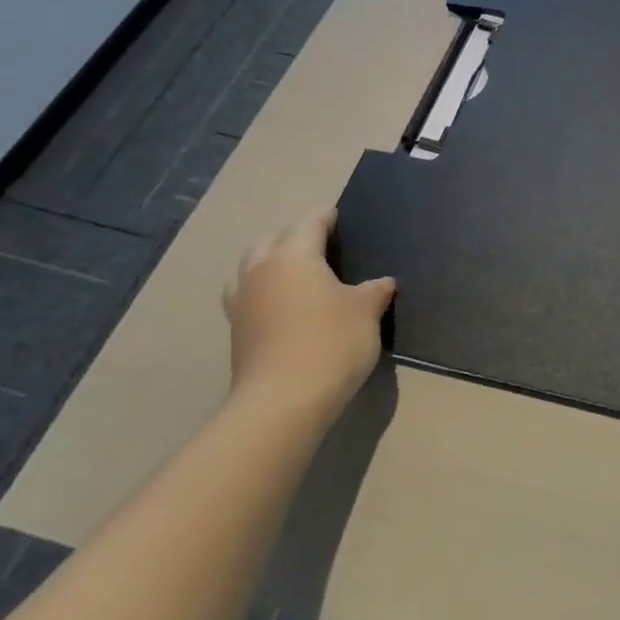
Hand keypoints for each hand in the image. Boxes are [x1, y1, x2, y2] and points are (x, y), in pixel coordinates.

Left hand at [222, 207, 393, 416]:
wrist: (283, 402)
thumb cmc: (331, 342)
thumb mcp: (367, 311)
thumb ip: (375, 291)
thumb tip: (383, 282)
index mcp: (293, 255)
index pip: (310, 223)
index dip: (327, 217)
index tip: (340, 217)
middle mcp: (261, 270)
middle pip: (273, 238)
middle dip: (294, 235)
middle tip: (321, 244)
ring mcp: (242, 301)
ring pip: (251, 265)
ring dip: (271, 261)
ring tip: (296, 272)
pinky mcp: (237, 331)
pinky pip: (247, 295)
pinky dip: (263, 291)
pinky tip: (282, 305)